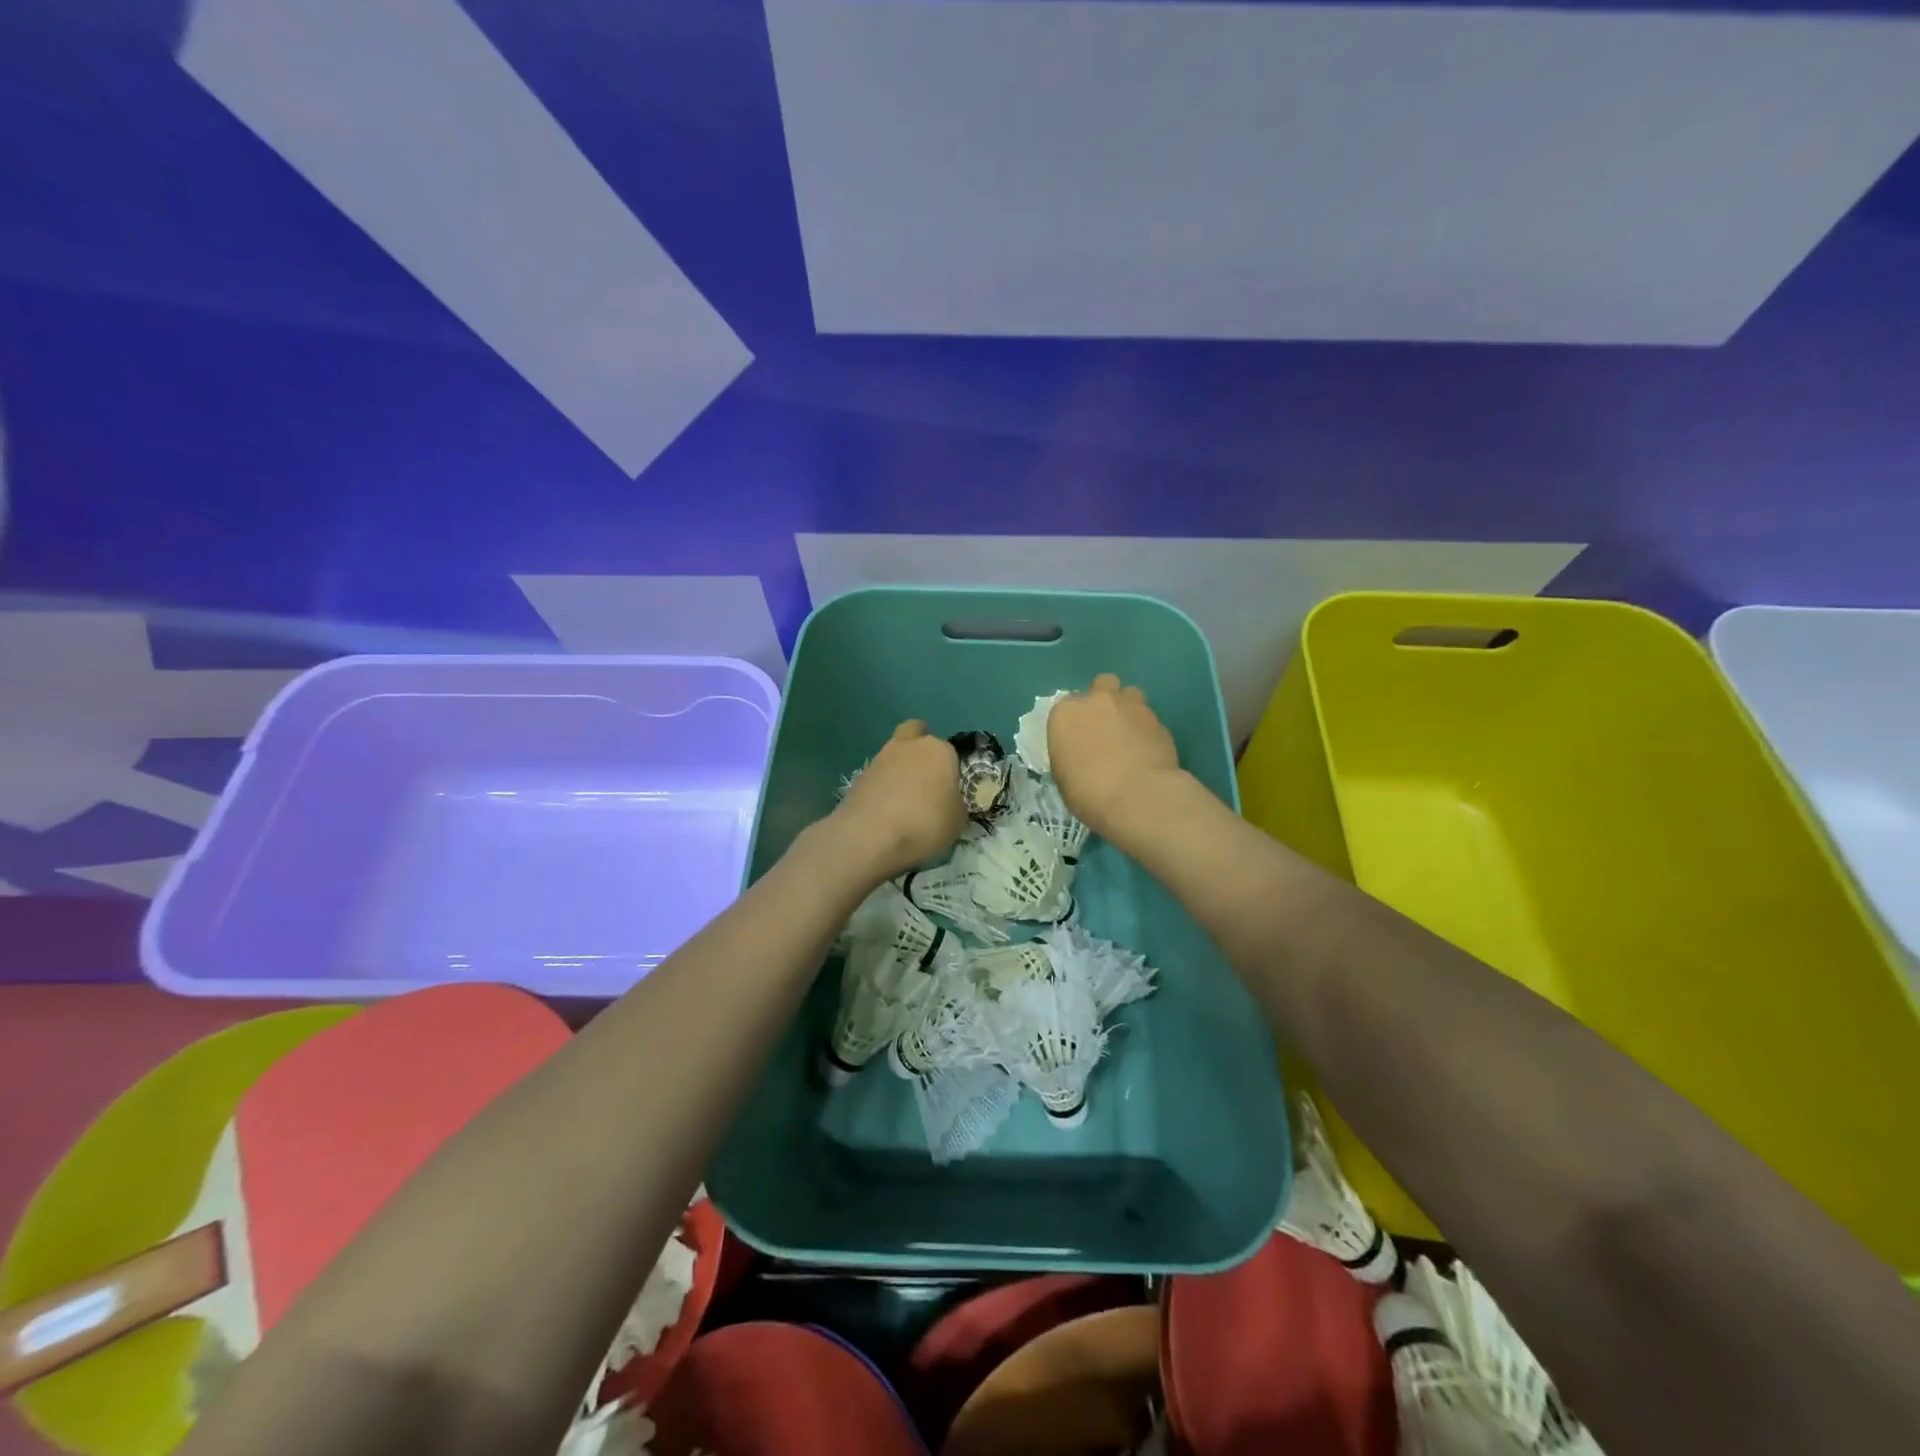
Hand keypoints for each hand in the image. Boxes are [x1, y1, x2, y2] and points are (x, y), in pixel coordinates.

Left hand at [829, 721, 967, 879]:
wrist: (871, 835)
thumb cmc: (925, 823)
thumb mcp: (958, 821)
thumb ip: (956, 804)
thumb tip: (948, 801)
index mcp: (939, 751)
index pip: (950, 751)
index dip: (950, 768)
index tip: (950, 789)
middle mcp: (910, 746)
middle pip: (915, 733)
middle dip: (919, 747)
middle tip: (925, 776)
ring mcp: (880, 758)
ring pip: (893, 753)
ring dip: (898, 768)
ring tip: (903, 799)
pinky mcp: (859, 776)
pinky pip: (877, 775)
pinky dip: (882, 786)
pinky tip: (886, 809)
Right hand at [1047, 674, 1182, 840]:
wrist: (1138, 797)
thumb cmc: (1088, 792)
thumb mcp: (1063, 777)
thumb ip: (1070, 754)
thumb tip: (1081, 755)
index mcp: (1066, 713)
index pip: (1066, 706)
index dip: (1073, 721)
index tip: (1077, 739)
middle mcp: (1099, 700)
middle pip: (1102, 685)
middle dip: (1104, 700)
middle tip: (1104, 727)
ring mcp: (1133, 707)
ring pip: (1131, 695)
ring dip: (1128, 709)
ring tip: (1129, 736)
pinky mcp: (1159, 721)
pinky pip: (1150, 719)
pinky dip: (1147, 731)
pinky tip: (1147, 752)